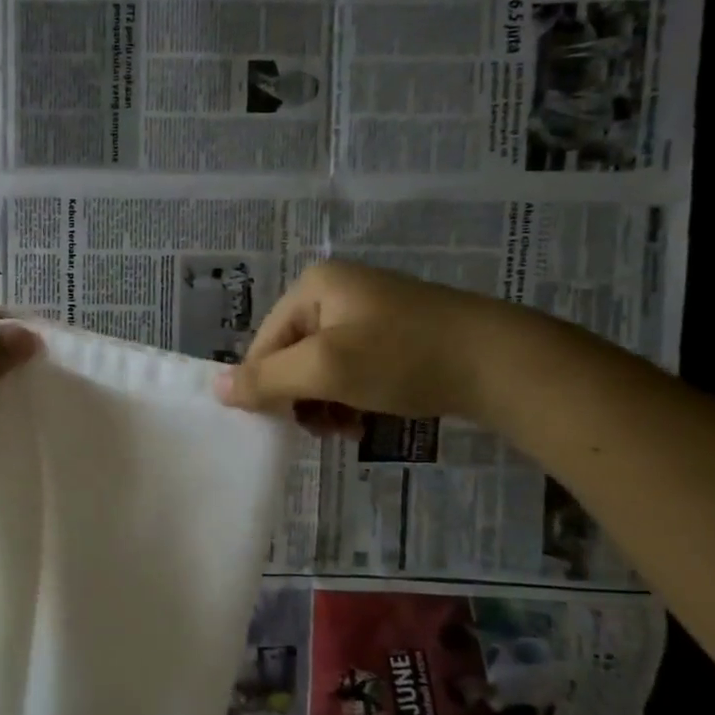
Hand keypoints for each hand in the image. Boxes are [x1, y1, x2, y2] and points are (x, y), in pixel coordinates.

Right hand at [214, 261, 507, 433]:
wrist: (499, 363)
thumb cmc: (402, 357)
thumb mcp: (326, 369)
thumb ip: (266, 379)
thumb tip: (214, 389)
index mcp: (314, 285)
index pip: (264, 342)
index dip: (267, 385)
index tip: (285, 424)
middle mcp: (336, 290)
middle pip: (292, 354)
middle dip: (301, 397)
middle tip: (323, 428)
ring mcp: (368, 311)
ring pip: (322, 367)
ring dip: (326, 403)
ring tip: (348, 428)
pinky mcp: (395, 334)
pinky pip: (352, 368)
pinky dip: (351, 397)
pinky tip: (366, 419)